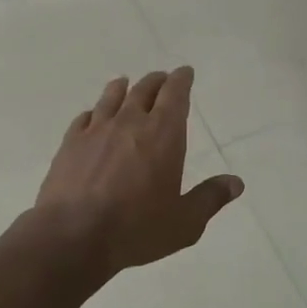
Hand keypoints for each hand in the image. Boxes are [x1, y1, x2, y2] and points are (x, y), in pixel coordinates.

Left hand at [35, 67, 244, 276]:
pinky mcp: (70, 144)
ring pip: (112, 98)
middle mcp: (130, 122)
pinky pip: (84, 118)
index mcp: (163, 134)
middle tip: (161, 79)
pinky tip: (92, 116)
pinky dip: (94, 112)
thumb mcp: (184, 222)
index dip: (181, 80)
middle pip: (144, 90)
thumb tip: (236, 183)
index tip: (184, 72)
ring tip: (125, 84)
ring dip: (122, 88)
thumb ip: (210, 198)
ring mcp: (96, 130)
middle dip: (156, 82)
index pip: (175, 95)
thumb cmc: (136, 228)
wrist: (73, 235)